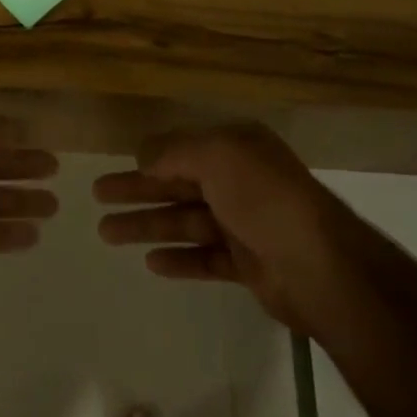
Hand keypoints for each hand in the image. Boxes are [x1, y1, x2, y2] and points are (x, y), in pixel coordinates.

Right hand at [94, 121, 334, 334]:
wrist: (319, 267)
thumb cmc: (264, 199)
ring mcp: (244, 224)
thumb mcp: (217, 156)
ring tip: (107, 233)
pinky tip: (151, 262)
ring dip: (147, 225)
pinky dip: (179, 258)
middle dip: (137, 190)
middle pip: (177, 184)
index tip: (117, 165)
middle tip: (98, 196)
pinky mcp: (248, 264)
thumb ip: (174, 152)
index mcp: (237, 149)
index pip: (183, 149)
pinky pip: (204, 258)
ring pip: (184, 221)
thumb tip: (144, 156)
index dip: (148, 158)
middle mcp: (240, 182)